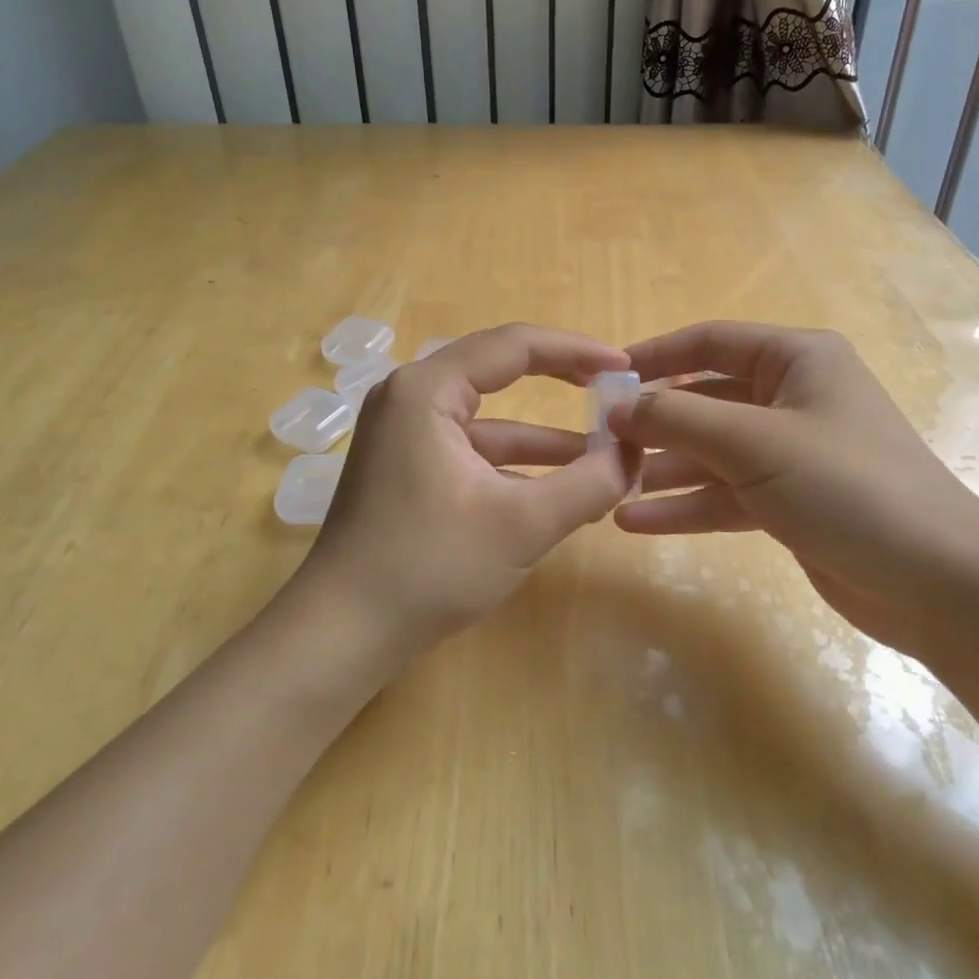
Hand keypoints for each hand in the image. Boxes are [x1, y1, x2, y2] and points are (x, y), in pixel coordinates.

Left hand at [299, 324, 637, 656]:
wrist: (343, 633)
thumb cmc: (430, 567)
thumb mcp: (523, 525)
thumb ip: (589, 483)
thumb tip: (634, 455)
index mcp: (427, 389)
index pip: (514, 345)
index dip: (576, 350)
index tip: (625, 366)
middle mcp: (410, 396)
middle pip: (499, 372)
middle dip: (561, 383)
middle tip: (615, 392)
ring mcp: (404, 432)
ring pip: (489, 418)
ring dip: (544, 438)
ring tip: (605, 453)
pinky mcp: (406, 466)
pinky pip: (472, 448)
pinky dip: (514, 464)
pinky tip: (558, 486)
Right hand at [609, 321, 978, 652]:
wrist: (938, 582)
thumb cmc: (848, 486)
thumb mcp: (755, 443)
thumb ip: (679, 419)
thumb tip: (618, 407)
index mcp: (797, 360)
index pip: (710, 342)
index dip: (655, 356)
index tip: (603, 377)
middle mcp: (793, 398)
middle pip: (706, 400)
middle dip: (655, 423)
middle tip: (600, 444)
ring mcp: (791, 453)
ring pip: (712, 453)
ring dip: (663, 470)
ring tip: (609, 487)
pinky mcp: (790, 503)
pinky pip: (726, 494)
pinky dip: (685, 506)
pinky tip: (636, 522)